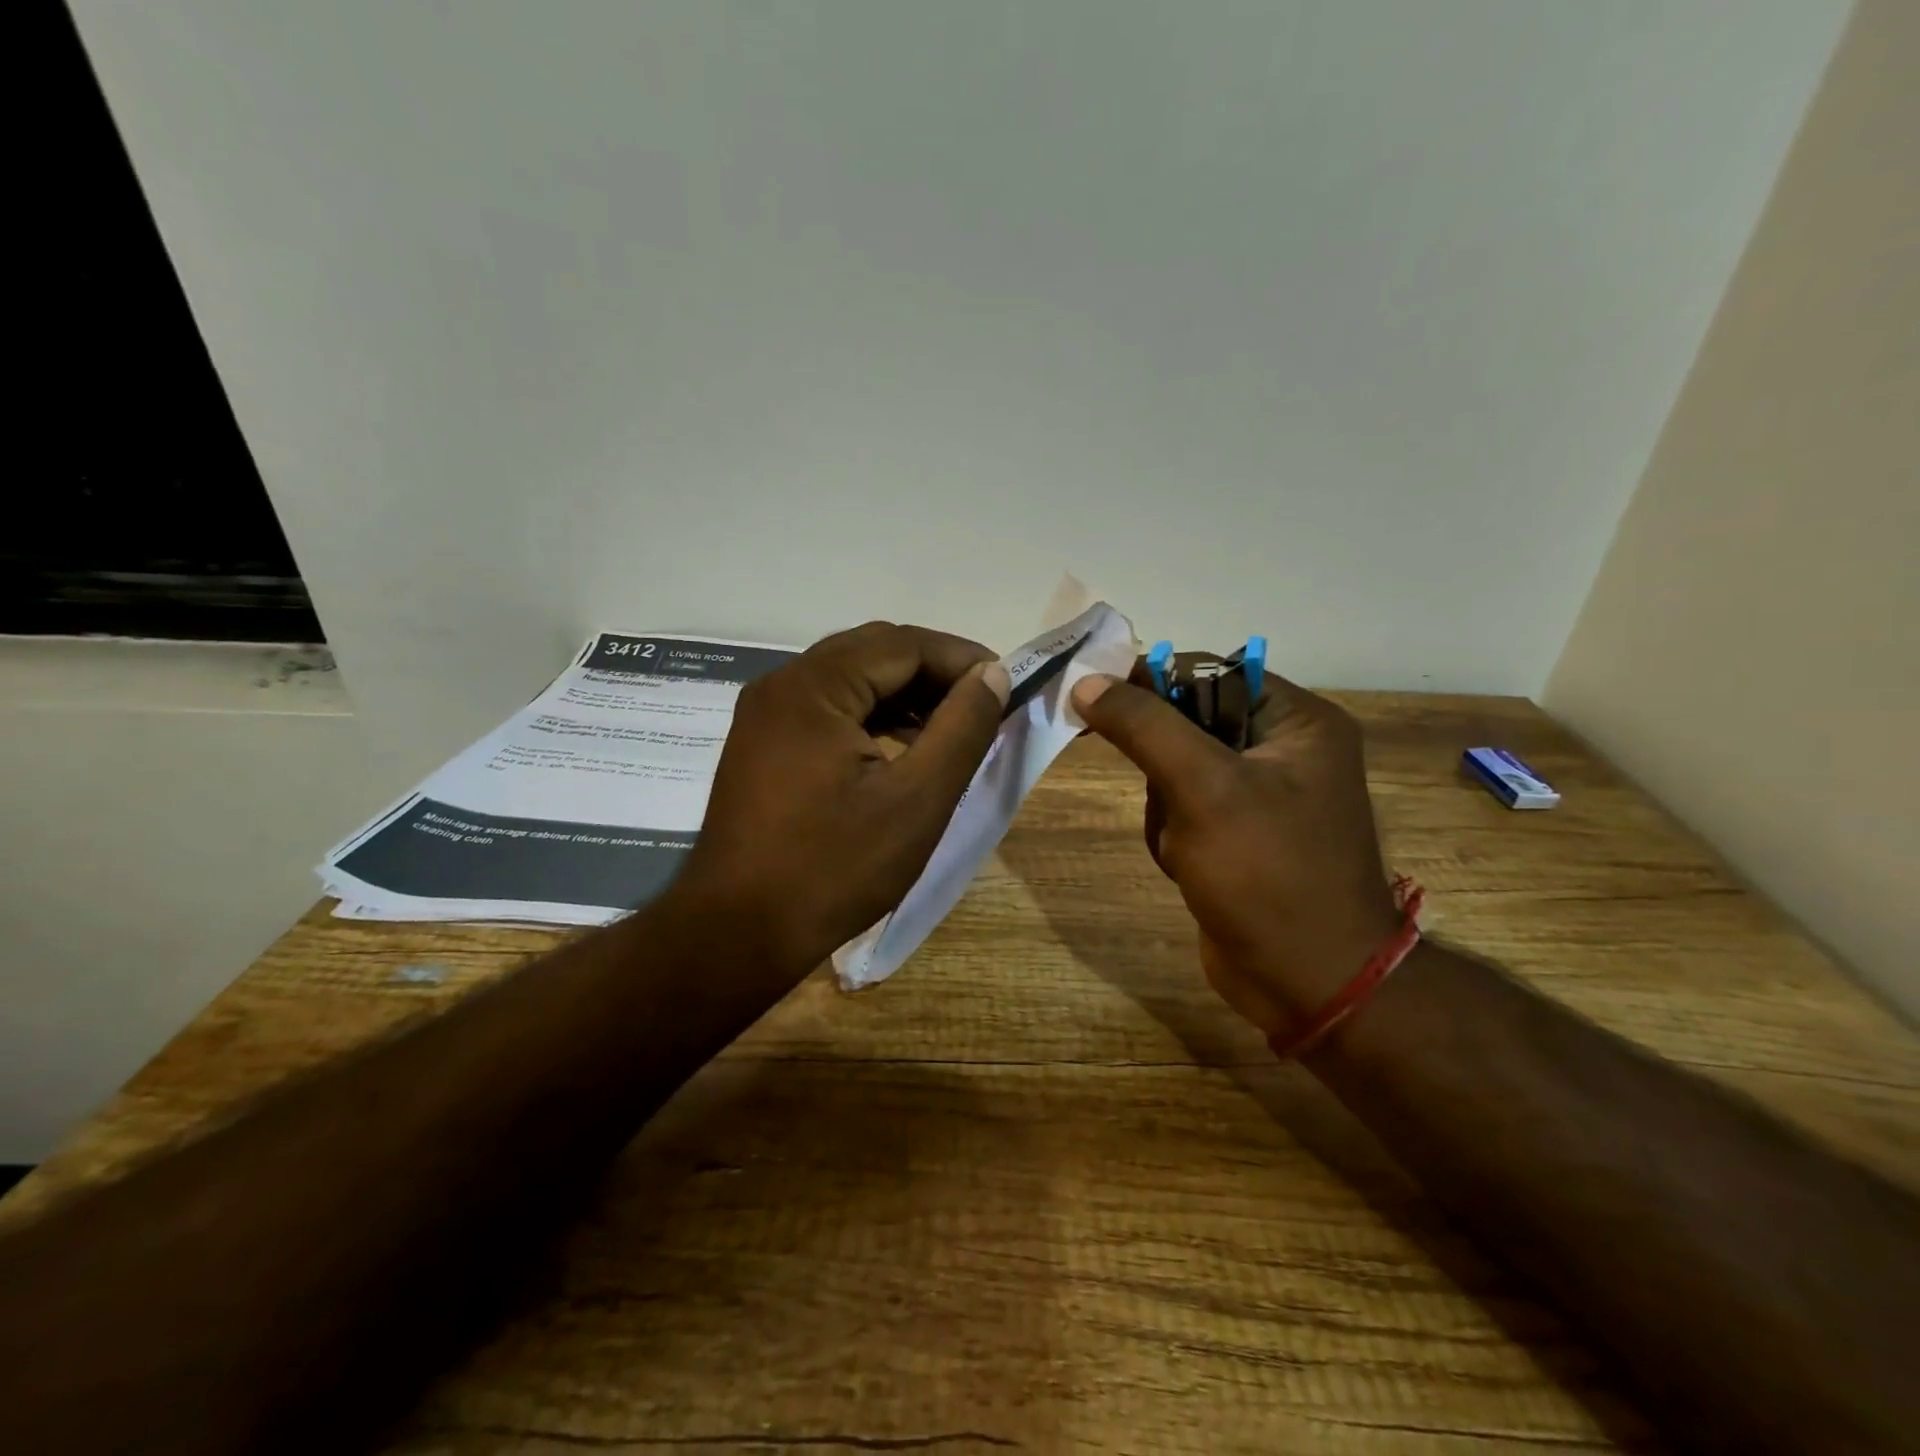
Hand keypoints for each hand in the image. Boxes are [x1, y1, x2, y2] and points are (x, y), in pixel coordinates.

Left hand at [675, 622, 1010, 975]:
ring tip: (952, 729)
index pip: (903, 644)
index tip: (1008, 686)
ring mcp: (766, 713)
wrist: (737, 933)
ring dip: (905, 695)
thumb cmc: (833, 869)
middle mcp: (783, 684)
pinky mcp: (763, 743)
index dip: (962, 659)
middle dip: (935, 673)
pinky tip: (903, 749)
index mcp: (813, 687)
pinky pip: (829, 709)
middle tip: (984, 705)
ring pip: (852, 680)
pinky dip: (872, 717)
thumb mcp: (916, 801)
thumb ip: (961, 729)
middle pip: (874, 653)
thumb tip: (993, 675)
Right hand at [1069, 669, 1397, 1035]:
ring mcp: (1260, 795)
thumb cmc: (1267, 875)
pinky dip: (1172, 836)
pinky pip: (1182, 810)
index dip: (1151, 683)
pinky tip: (1190, 868)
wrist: (1309, 985)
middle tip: (1170, 802)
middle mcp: (1284, 748)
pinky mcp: (1239, 834)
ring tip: (1188, 849)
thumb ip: (1144, 726)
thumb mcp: (1203, 788)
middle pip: (1185, 723)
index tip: (1096, 702)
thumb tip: (1086, 682)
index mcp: (1297, 721)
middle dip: (1163, 769)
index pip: (1208, 671)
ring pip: (1174, 771)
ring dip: (1165, 809)